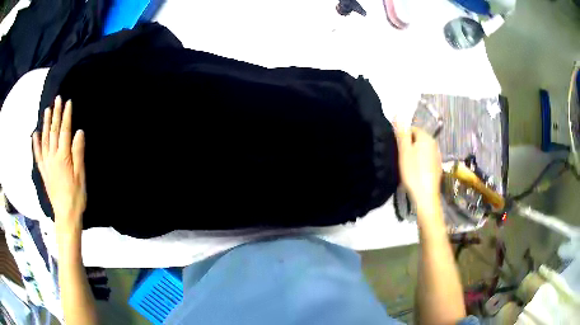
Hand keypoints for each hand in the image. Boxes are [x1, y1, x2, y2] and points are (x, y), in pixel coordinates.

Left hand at [33, 96, 85, 232]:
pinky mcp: (43, 172)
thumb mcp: (81, 176)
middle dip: (55, 114)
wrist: (66, 216)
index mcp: (63, 158)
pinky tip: (35, 134)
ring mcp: (46, 164)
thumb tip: (79, 132)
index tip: (68, 102)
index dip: (66, 116)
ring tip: (47, 110)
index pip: (64, 131)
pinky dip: (36, 144)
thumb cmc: (76, 197)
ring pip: (44, 140)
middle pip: (53, 132)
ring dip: (45, 124)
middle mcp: (52, 157)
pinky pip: (38, 156)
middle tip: (57, 99)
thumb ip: (78, 153)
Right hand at [394, 124, 441, 207]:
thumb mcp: (404, 151)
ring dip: (415, 154)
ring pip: (423, 149)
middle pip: (418, 139)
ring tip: (407, 166)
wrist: (425, 196)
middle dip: (409, 145)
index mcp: (426, 138)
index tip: (398, 149)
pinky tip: (416, 172)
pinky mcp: (438, 167)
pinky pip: (427, 159)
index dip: (403, 137)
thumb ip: (402, 132)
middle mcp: (434, 144)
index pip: (412, 129)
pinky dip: (421, 162)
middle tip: (401, 158)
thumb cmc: (413, 172)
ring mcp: (437, 156)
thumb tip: (398, 114)